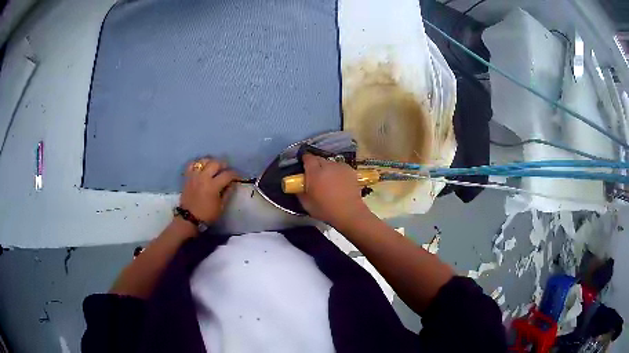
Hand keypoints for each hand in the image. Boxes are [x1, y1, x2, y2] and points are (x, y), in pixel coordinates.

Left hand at [180, 158, 238, 223]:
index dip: (235, 174)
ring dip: (211, 162)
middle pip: (215, 163)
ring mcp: (194, 176)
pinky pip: (191, 164)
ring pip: (203, 161)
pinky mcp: (187, 177)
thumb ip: (227, 193)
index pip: (227, 174)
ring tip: (214, 167)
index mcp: (213, 186)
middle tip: (227, 170)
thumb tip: (232, 184)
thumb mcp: (221, 206)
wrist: (189, 218)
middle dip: (223, 165)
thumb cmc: (207, 214)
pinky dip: (197, 164)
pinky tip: (201, 167)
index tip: (238, 177)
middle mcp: (203, 177)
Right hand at [297, 154, 370, 228]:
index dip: (305, 159)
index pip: (308, 158)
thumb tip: (298, 187)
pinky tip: (340, 181)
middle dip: (316, 164)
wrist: (349, 212)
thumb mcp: (307, 205)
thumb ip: (300, 193)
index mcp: (315, 173)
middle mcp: (328, 166)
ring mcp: (340, 167)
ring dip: (328, 168)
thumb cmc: (326, 210)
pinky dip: (338, 171)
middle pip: (319, 159)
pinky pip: (341, 167)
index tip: (304, 164)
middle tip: (315, 174)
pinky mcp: (351, 170)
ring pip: (331, 163)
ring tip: (329, 179)